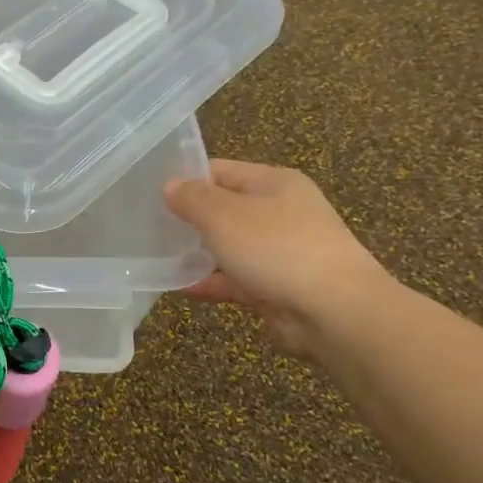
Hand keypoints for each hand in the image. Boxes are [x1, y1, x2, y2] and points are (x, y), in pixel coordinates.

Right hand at [164, 160, 393, 355]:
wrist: (335, 311)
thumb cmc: (277, 248)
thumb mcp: (223, 214)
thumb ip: (192, 198)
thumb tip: (170, 186)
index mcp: (273, 183)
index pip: (220, 170)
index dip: (186, 179)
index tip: (149, 193)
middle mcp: (280, 212)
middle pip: (224, 208)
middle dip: (189, 218)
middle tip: (148, 226)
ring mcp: (280, 251)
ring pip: (229, 246)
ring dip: (197, 252)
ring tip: (156, 257)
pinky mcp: (277, 286)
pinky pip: (235, 279)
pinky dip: (210, 281)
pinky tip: (179, 287)